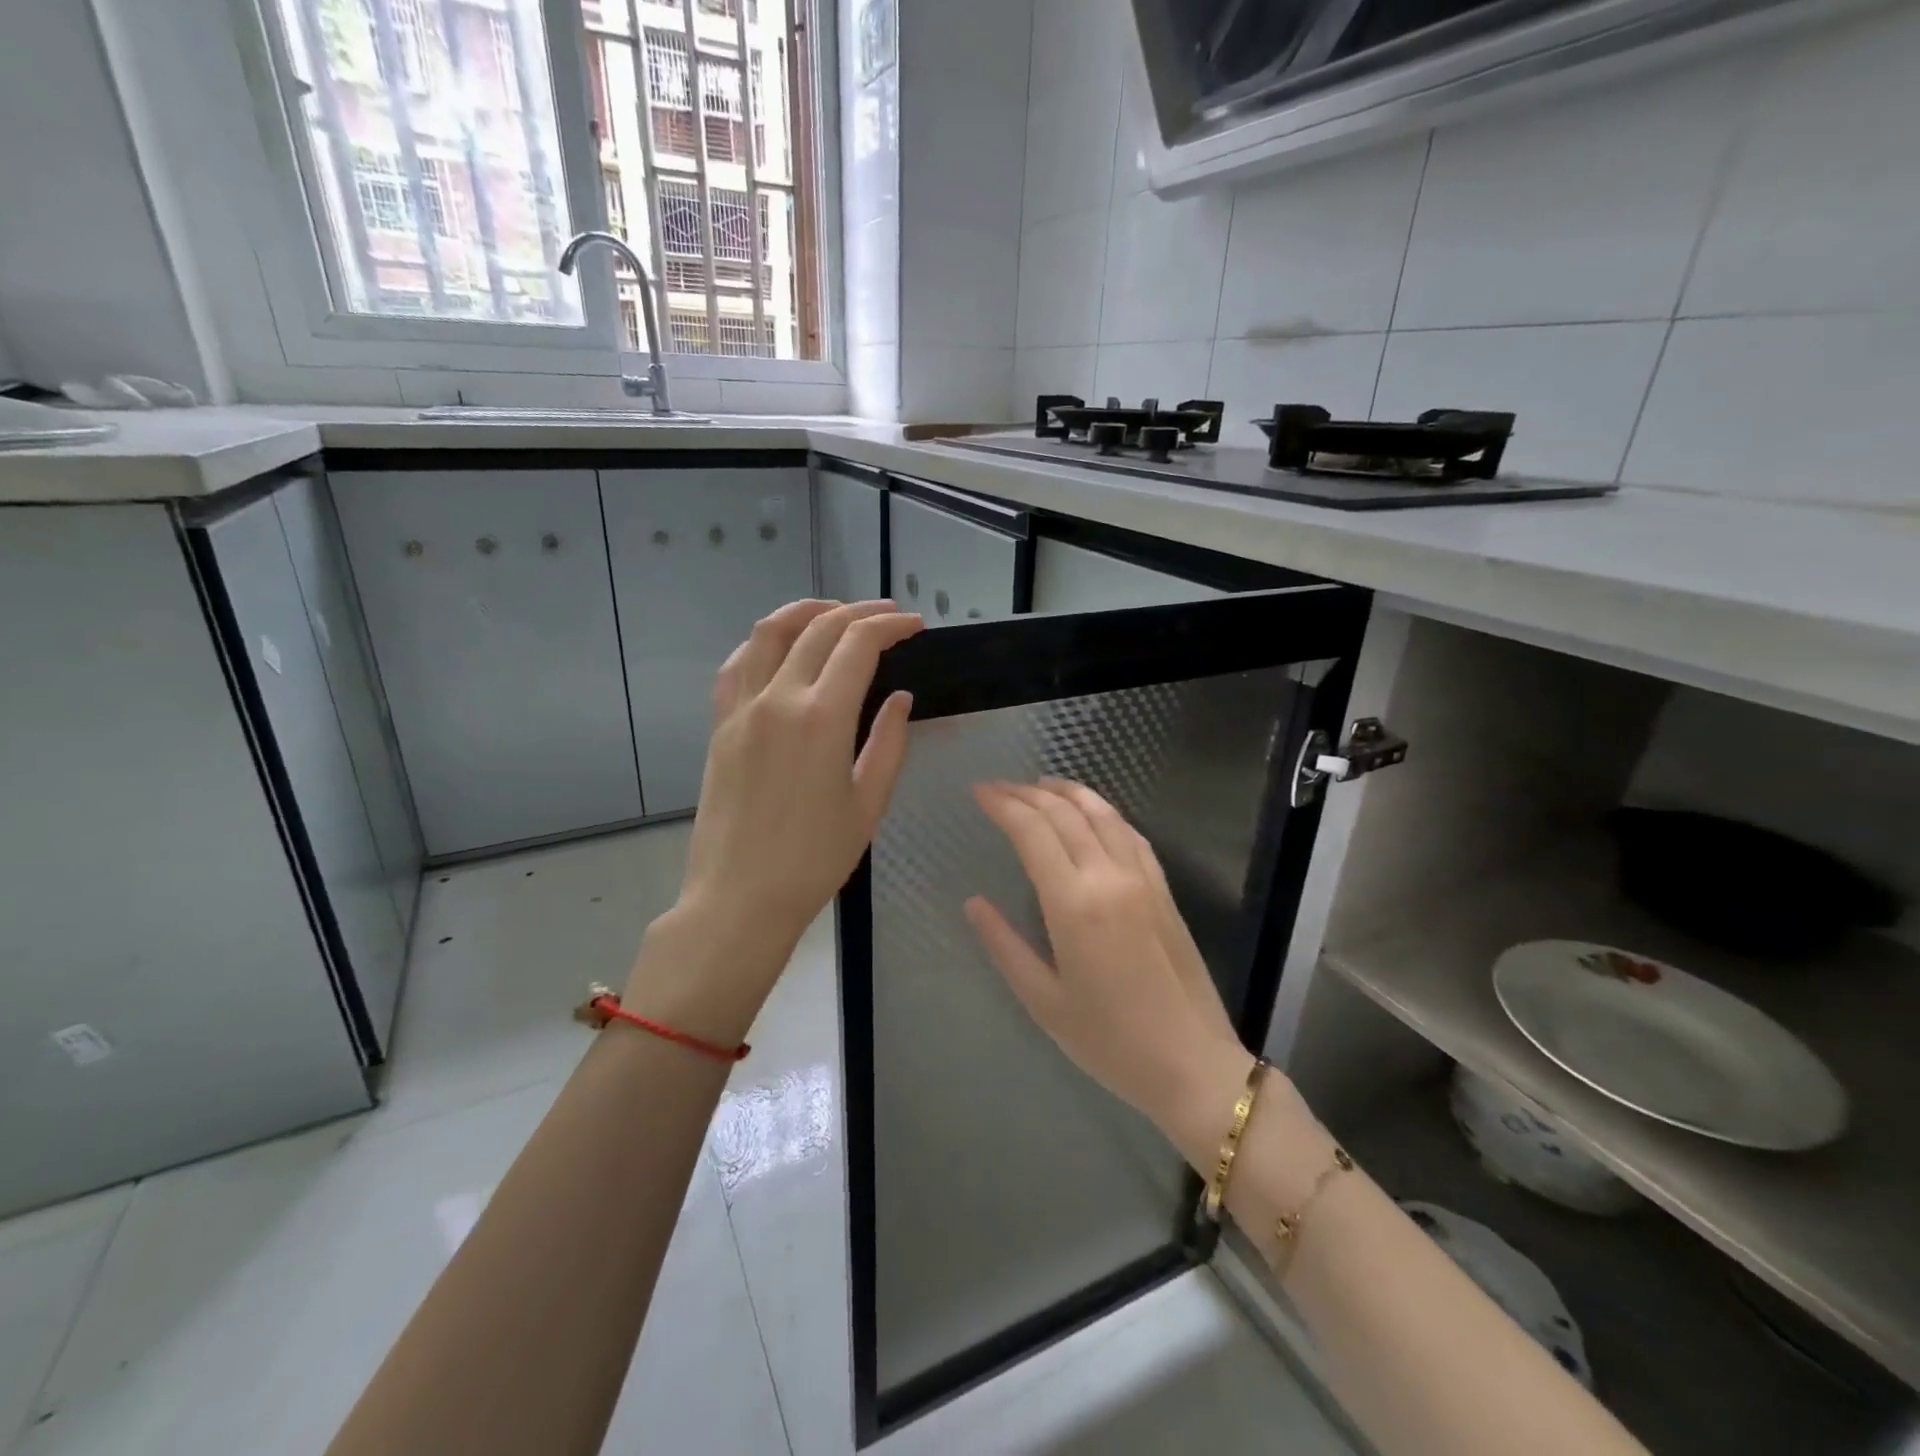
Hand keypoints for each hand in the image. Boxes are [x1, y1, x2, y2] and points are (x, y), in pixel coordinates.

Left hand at [628, 600, 922, 1039]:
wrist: (740, 898)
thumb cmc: (814, 859)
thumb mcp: (868, 804)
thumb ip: (888, 742)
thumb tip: (899, 697)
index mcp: (822, 718)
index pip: (858, 645)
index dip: (891, 626)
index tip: (915, 626)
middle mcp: (777, 699)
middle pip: (818, 628)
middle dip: (858, 612)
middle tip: (888, 616)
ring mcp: (741, 709)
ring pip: (768, 633)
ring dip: (806, 612)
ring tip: (834, 613)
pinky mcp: (720, 726)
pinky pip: (737, 665)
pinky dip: (763, 644)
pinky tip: (781, 649)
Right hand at [964, 780, 1246, 1139]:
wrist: (1192, 1064)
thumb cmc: (1110, 1042)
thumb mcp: (1043, 1001)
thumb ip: (1004, 945)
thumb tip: (973, 903)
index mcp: (1074, 903)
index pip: (1032, 831)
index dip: (1003, 805)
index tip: (979, 792)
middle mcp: (1109, 876)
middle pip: (1064, 814)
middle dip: (1026, 793)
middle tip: (998, 787)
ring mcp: (1142, 879)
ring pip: (1102, 814)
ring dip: (1068, 792)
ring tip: (1040, 783)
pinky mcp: (1164, 889)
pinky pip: (1131, 834)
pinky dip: (1104, 812)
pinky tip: (1092, 812)